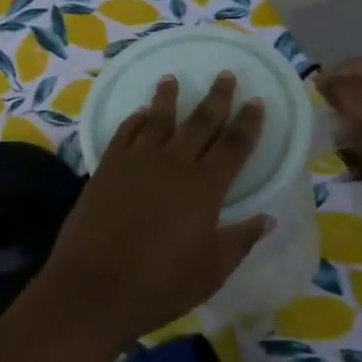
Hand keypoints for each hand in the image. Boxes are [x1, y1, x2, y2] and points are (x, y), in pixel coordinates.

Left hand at [39, 73, 269, 348]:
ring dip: (168, 98)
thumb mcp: (211, 270)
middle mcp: (173, 164)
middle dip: (216, 98)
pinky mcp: (107, 167)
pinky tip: (140, 114)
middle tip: (225, 75)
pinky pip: (125, 133)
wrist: (94, 286)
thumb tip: (267, 218)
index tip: (256, 101)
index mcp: (204, 188)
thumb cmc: (160, 285)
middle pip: (200, 122)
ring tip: (172, 78)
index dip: (248, 122)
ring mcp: (136, 162)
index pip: (234, 146)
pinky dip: (135, 120)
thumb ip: (239, 240)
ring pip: (158, 119)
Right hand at [316, 57, 361, 250]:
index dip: (347, 70)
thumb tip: (320, 79)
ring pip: (360, 123)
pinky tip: (341, 167)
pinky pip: (359, 150)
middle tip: (318, 114)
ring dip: (340, 129)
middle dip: (341, 100)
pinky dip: (346, 154)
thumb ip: (350, 94)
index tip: (319, 87)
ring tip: (328, 141)